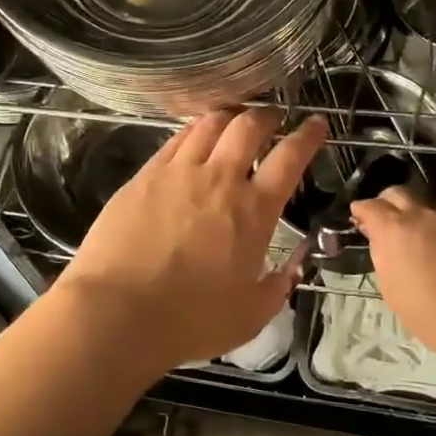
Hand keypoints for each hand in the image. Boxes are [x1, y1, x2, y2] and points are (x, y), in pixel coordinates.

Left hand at [54, 109, 327, 371]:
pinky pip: (175, 139)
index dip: (308, 136)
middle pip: (249, 127)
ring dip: (229, 116)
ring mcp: (178, 172)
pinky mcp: (145, 175)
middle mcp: (219, 179)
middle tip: (272, 118)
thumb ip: (276, 288)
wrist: (118, 311)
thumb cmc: (190, 319)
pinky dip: (193, 130)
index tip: (317, 123)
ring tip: (233, 120)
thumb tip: (290, 271)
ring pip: (209, 124)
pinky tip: (193, 136)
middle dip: (267, 116)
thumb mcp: (250, 315)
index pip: (290, 158)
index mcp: (254, 211)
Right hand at [349, 186, 435, 364]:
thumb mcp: (393, 290)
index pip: (370, 205)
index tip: (359, 219)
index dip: (362, 211)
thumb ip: (385, 258)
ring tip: (425, 251)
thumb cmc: (432, 315)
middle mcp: (424, 216)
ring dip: (421, 224)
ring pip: (429, 212)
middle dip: (388, 204)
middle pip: (399, 194)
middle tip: (387, 225)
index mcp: (395, 230)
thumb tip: (385, 244)